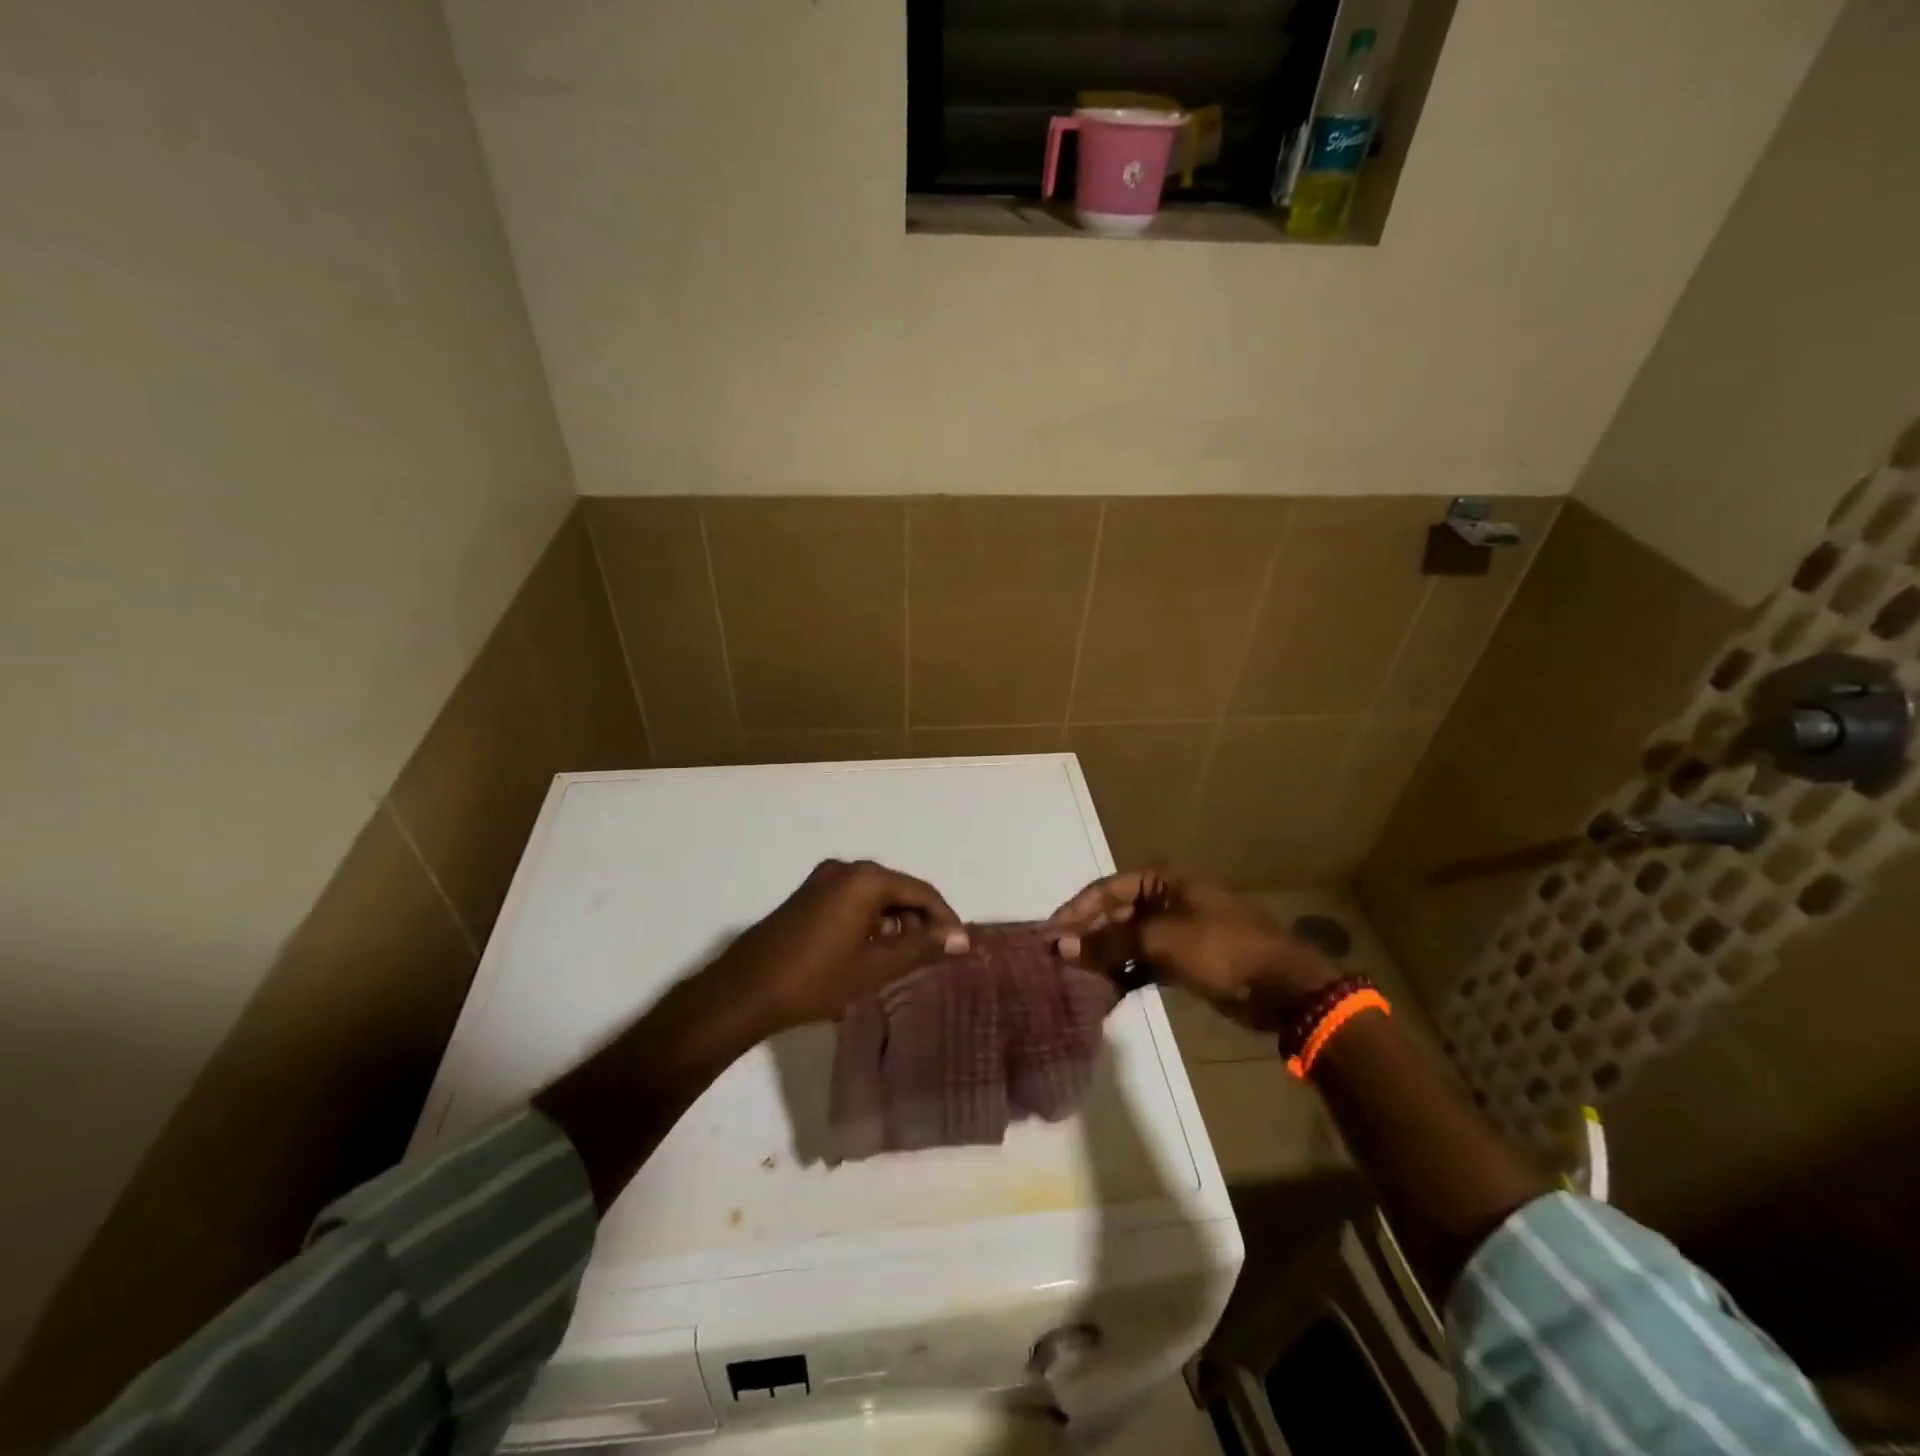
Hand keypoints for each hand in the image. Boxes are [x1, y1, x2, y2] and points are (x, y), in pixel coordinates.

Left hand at [708, 859, 969, 1035]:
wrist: (745, 991)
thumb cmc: (817, 979)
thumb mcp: (876, 967)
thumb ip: (922, 948)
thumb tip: (961, 939)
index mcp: (866, 879)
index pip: (921, 892)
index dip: (945, 919)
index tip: (959, 947)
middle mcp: (846, 869)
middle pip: (898, 890)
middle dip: (920, 921)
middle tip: (934, 956)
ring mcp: (822, 880)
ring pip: (875, 897)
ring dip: (894, 923)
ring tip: (905, 959)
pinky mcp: (807, 896)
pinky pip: (853, 901)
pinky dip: (870, 922)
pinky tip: (872, 952)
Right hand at [1047, 870, 1336, 1030]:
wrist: (1282, 987)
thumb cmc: (1220, 948)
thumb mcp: (1160, 940)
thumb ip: (1109, 942)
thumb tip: (1061, 946)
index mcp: (1162, 879)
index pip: (1105, 889)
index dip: (1074, 911)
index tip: (1047, 935)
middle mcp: (1166, 898)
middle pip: (1114, 914)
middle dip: (1087, 936)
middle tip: (1056, 961)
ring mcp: (1176, 930)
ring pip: (1128, 940)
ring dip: (1104, 957)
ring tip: (1073, 978)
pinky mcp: (1185, 959)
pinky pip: (1144, 961)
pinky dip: (1126, 973)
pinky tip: (1104, 991)